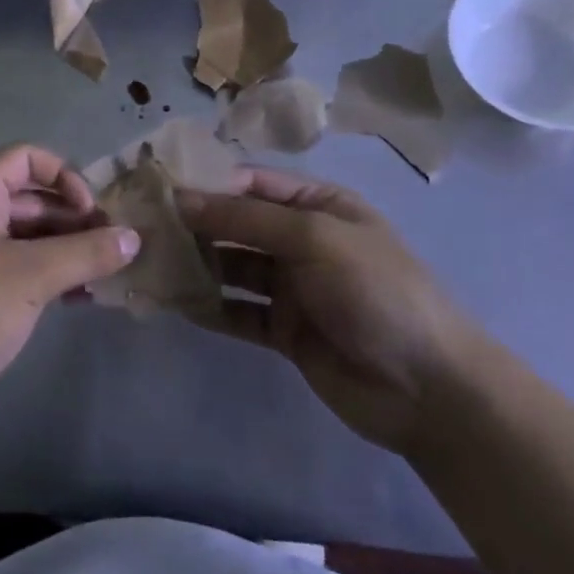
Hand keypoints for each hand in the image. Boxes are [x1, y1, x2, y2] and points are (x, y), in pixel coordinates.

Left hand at [0, 145, 140, 437]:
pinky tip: (82, 296)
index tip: (91, 210)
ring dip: (66, 248)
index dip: (63, 175)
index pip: (24, 158)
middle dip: (72, 216)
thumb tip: (133, 237)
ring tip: (106, 272)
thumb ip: (86, 252)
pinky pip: (19, 267)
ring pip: (27, 235)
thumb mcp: (33, 276)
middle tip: (113, 245)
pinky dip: (50, 274)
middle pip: (29, 197)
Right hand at [176, 168, 483, 456]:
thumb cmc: (376, 291)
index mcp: (317, 204)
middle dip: (195, 224)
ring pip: (233, 267)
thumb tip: (181, 198)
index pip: (251, 183)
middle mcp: (301, 240)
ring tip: (150, 262)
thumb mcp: (313, 238)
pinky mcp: (284, 331)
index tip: (158, 187)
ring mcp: (292, 287)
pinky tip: (174, 302)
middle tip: (143, 226)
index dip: (207, 183)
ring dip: (197, 264)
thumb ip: (244, 219)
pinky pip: (238, 311)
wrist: (430, 390)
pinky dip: (209, 307)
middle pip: (237, 224)